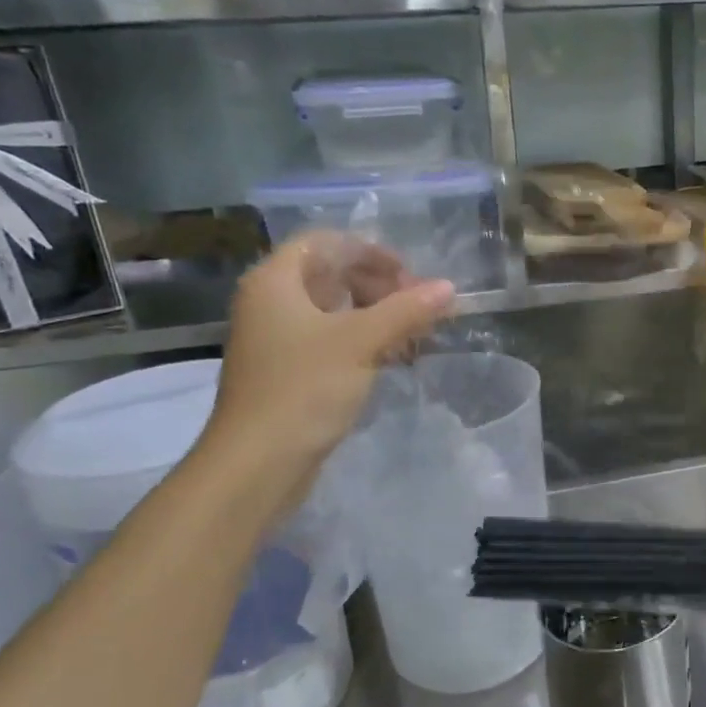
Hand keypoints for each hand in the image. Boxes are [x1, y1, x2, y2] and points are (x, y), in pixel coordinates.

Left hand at [201, 232, 454, 512]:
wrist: (257, 463)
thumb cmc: (304, 390)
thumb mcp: (361, 343)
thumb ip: (406, 310)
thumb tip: (448, 287)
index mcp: (275, 282)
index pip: (324, 243)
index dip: (369, 251)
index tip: (409, 274)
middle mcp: (269, 303)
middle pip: (331, 275)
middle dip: (379, 286)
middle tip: (418, 307)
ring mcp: (276, 339)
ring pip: (333, 311)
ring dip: (376, 315)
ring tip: (413, 335)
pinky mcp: (287, 372)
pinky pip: (329, 340)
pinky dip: (362, 342)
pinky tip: (393, 358)